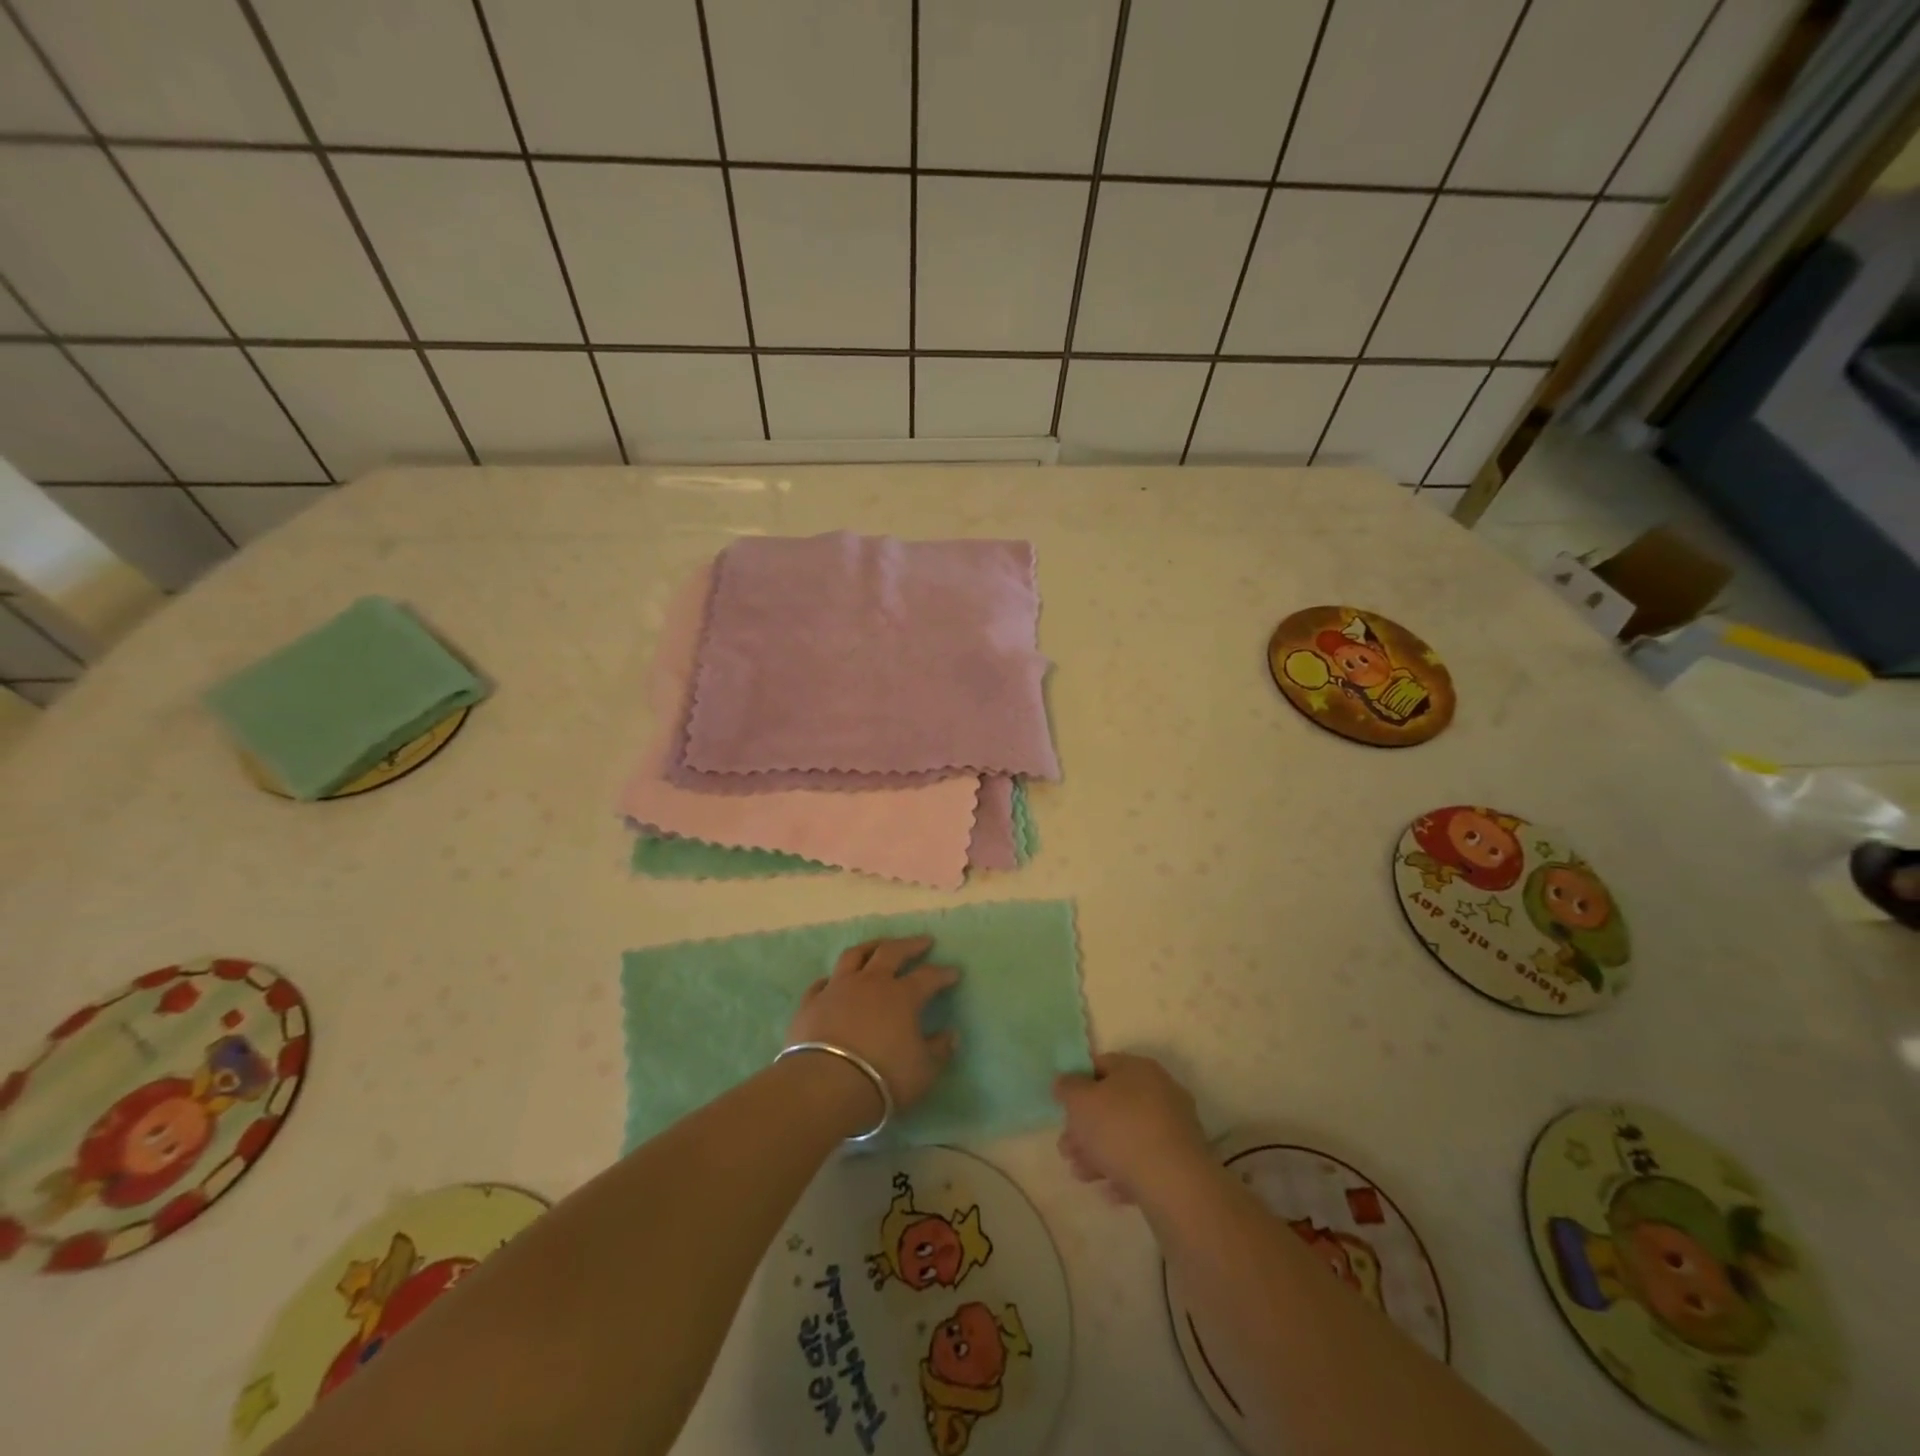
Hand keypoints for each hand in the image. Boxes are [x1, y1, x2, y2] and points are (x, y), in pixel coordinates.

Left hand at [787, 937, 958, 1118]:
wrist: (825, 1085)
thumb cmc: (883, 1077)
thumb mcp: (923, 1070)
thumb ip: (939, 1050)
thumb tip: (951, 1034)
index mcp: (902, 996)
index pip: (928, 977)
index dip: (943, 973)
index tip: (954, 972)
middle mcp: (870, 982)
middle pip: (891, 952)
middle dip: (910, 945)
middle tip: (923, 941)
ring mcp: (838, 989)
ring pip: (855, 956)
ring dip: (870, 947)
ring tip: (879, 945)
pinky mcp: (811, 1003)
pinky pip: (822, 983)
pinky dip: (832, 979)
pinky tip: (833, 981)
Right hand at [1053, 1052, 1210, 1205]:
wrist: (1174, 1183)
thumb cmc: (1120, 1129)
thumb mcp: (1080, 1101)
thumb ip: (1067, 1087)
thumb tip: (1066, 1082)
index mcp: (1138, 1068)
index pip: (1101, 1065)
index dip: (1077, 1084)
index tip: (1063, 1109)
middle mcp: (1159, 1090)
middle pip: (1113, 1104)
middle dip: (1085, 1128)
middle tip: (1066, 1149)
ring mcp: (1173, 1126)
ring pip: (1127, 1135)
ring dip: (1100, 1153)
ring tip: (1081, 1175)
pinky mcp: (1181, 1160)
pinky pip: (1145, 1161)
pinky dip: (1125, 1173)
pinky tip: (1110, 1191)